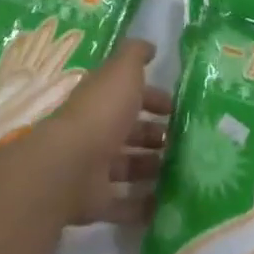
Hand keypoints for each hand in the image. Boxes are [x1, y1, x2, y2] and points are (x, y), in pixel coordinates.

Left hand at [36, 38, 173, 225]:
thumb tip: (150, 45)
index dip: (153, 98)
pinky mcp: (96, 201)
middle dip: (156, 135)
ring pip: (128, 166)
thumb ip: (136, 54)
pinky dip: (143, 206)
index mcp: (103, 98)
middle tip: (184, 143)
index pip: (130, 95)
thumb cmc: (102, 111)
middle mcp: (98, 129)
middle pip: (130, 131)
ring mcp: (95, 167)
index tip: (178, 108)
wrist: (69, 165)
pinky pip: (124, 204)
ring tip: (182, 173)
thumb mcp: (122, 71)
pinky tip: (167, 207)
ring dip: (152, 168)